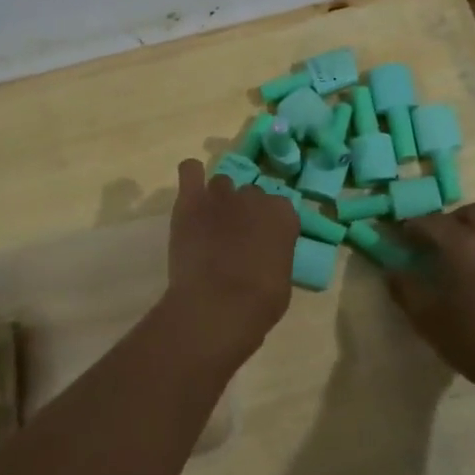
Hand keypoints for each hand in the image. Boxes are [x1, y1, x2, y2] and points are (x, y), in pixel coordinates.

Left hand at [165, 159, 300, 347]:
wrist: (218, 304)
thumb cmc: (260, 302)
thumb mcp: (283, 279)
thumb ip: (276, 255)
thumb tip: (266, 256)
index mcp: (283, 215)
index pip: (280, 208)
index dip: (270, 225)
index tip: (264, 242)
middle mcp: (254, 197)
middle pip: (250, 195)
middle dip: (244, 211)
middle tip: (235, 237)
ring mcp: (221, 195)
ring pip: (222, 184)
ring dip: (219, 199)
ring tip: (210, 222)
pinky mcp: (191, 200)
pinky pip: (190, 170)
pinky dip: (192, 176)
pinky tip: (192, 189)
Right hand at [389, 204, 474, 410]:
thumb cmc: (474, 341)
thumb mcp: (427, 319)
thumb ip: (405, 289)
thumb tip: (393, 270)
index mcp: (464, 245)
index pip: (432, 221)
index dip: (414, 226)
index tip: (405, 237)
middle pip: (474, 212)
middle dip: (454, 221)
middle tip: (443, 244)